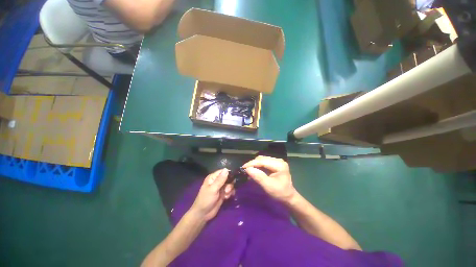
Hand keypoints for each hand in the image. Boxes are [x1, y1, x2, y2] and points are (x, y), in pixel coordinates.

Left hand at [190, 168, 234, 220]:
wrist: (203, 214)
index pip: (223, 171)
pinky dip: (229, 193)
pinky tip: (226, 197)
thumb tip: (226, 169)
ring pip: (230, 184)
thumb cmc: (206, 200)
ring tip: (226, 195)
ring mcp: (220, 187)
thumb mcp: (213, 189)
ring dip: (229, 189)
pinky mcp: (223, 194)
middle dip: (229, 183)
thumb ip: (220, 180)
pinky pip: (230, 191)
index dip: (229, 173)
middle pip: (228, 178)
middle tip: (227, 189)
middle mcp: (217, 181)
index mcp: (213, 177)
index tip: (233, 177)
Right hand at [243, 156, 296, 202]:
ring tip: (248, 170)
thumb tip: (247, 169)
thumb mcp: (268, 186)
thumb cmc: (280, 193)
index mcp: (279, 165)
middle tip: (245, 170)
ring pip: (262, 160)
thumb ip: (258, 177)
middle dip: (253, 163)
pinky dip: (258, 165)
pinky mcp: (274, 164)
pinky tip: (254, 169)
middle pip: (262, 159)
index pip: (263, 161)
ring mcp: (277, 162)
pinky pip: (263, 162)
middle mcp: (278, 160)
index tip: (243, 167)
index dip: (252, 163)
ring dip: (254, 164)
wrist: (288, 198)